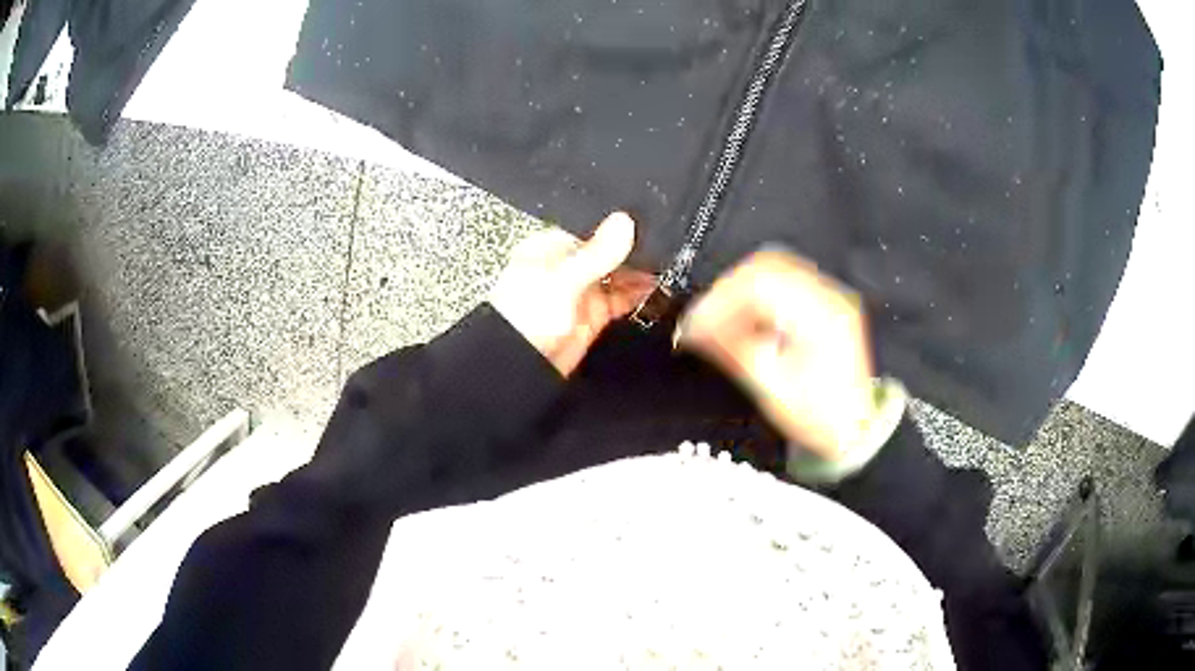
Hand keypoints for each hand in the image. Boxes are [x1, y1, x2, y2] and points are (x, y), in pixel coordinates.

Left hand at [490, 213, 655, 376]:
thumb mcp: (562, 278)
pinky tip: (657, 291)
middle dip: (634, 253)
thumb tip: (624, 221)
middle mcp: (568, 267)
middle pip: (608, 254)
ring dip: (640, 275)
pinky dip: (638, 297)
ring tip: (668, 268)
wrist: (517, 365)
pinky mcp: (592, 316)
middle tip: (666, 249)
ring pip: (618, 277)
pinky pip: (620, 301)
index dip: (620, 229)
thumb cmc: (523, 315)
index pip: (594, 230)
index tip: (649, 225)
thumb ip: (596, 252)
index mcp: (552, 248)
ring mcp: (580, 293)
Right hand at [675, 249, 876, 459]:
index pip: (759, 284)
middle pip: (765, 267)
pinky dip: (756, 296)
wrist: (856, 429)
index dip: (719, 300)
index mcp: (820, 316)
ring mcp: (829, 297)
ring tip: (719, 322)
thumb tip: (696, 328)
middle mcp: (828, 297)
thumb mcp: (774, 390)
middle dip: (726, 292)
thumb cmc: (821, 417)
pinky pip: (783, 282)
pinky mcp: (824, 303)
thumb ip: (735, 350)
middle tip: (702, 322)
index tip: (695, 324)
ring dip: (739, 291)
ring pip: (772, 269)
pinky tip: (744, 319)